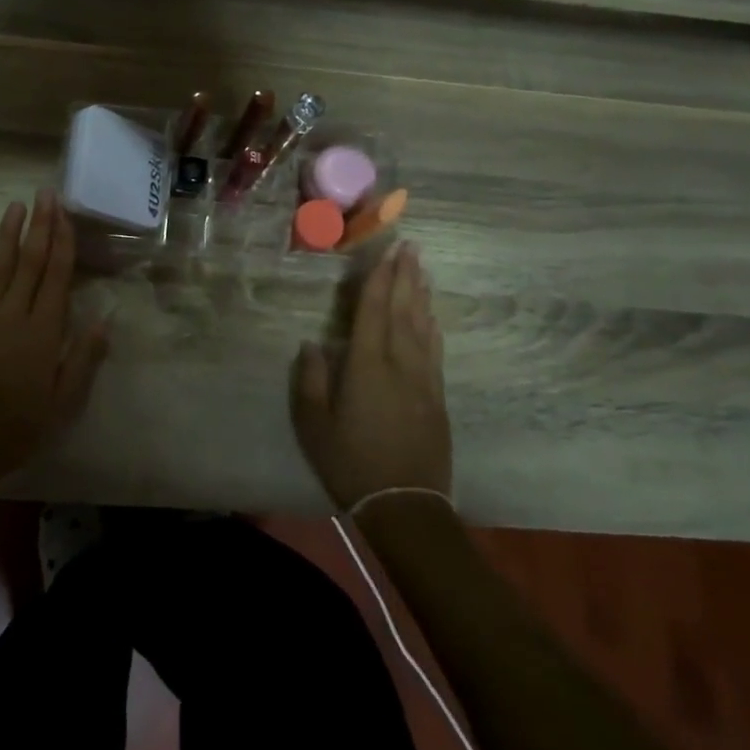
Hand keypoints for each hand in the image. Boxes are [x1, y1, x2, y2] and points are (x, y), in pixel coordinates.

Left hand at [0, 192, 109, 494]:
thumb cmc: (19, 427)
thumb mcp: (63, 402)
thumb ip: (84, 359)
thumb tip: (104, 320)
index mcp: (43, 331)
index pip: (56, 275)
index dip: (62, 242)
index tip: (65, 214)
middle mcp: (13, 315)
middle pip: (29, 262)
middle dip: (39, 226)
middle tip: (44, 194)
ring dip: (7, 235)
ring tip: (15, 206)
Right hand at [291, 241, 450, 510]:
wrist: (405, 504)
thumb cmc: (351, 462)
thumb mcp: (314, 424)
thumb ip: (312, 379)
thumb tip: (313, 344)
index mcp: (367, 365)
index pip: (373, 311)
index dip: (379, 279)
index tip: (386, 251)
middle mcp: (399, 363)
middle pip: (403, 310)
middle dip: (405, 276)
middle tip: (410, 245)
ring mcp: (423, 379)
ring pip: (423, 326)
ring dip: (421, 294)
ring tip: (421, 268)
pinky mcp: (437, 396)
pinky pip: (434, 349)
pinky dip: (432, 325)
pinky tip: (432, 315)